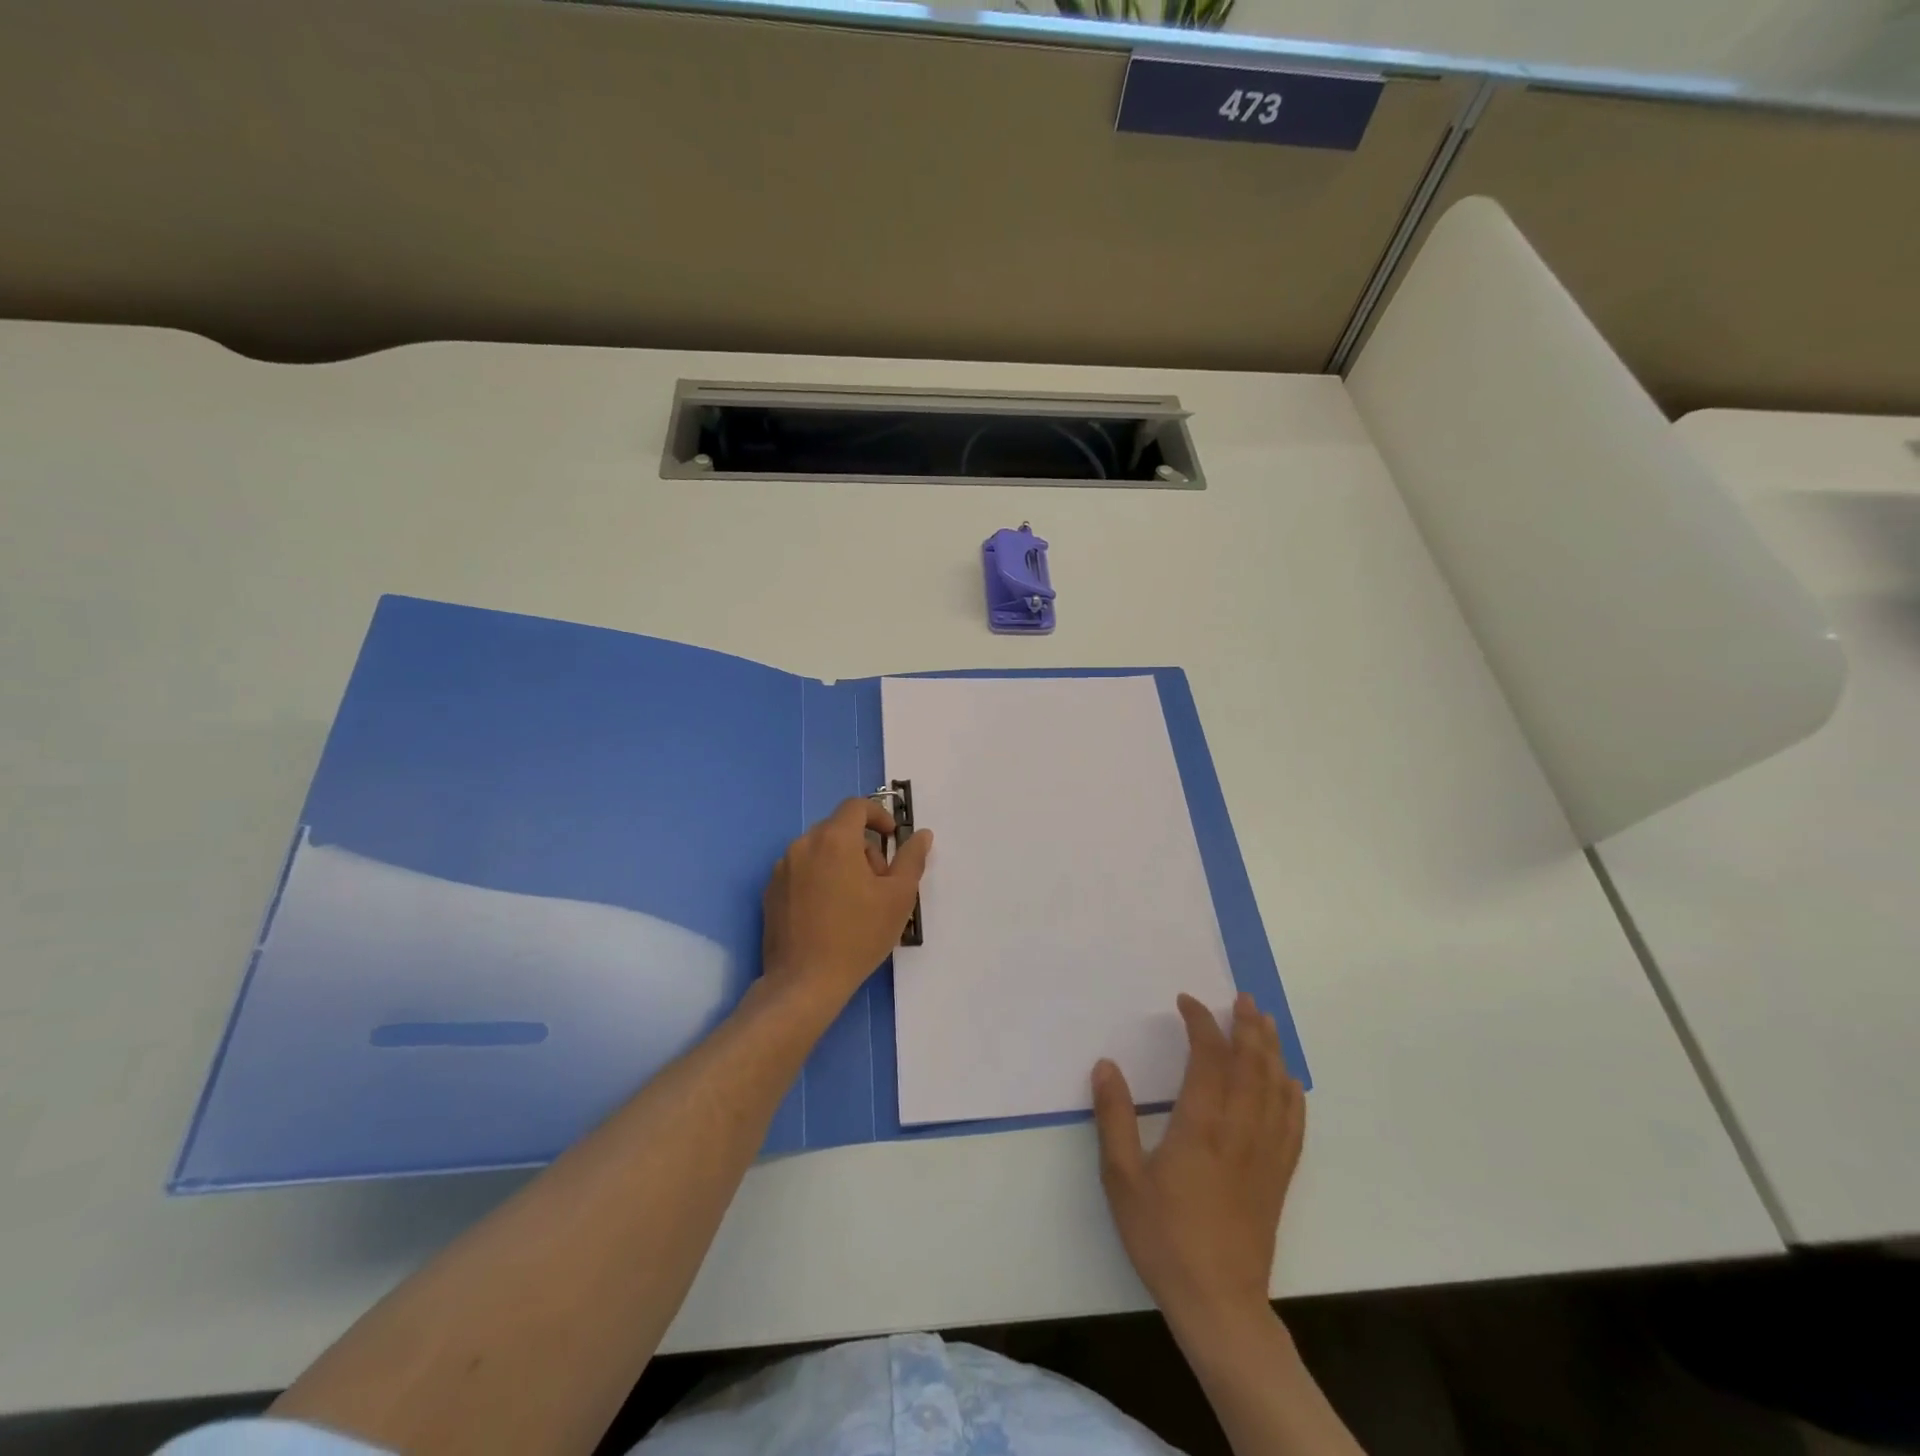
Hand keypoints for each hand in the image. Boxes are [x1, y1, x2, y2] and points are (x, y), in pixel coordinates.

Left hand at [761, 798, 932, 1009]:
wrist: (804, 982)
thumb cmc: (858, 936)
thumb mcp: (898, 897)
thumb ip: (911, 859)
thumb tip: (921, 835)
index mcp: (834, 839)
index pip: (856, 806)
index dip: (879, 815)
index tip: (892, 838)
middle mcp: (803, 845)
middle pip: (838, 829)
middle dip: (863, 846)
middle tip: (879, 881)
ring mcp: (782, 869)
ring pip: (819, 850)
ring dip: (840, 862)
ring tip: (855, 901)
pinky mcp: (771, 892)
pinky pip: (801, 871)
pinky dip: (819, 879)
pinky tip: (829, 912)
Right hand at [1092, 992, 1304, 1329]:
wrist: (1218, 1303)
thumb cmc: (1164, 1237)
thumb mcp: (1122, 1178)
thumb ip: (1114, 1118)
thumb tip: (1107, 1066)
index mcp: (1201, 1125)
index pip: (1207, 1057)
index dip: (1200, 1023)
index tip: (1187, 1002)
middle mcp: (1240, 1129)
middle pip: (1252, 1064)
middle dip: (1248, 1025)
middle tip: (1243, 997)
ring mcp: (1265, 1153)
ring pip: (1276, 1087)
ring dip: (1271, 1049)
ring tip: (1265, 1022)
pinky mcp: (1279, 1176)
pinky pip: (1294, 1123)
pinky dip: (1291, 1093)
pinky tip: (1287, 1081)